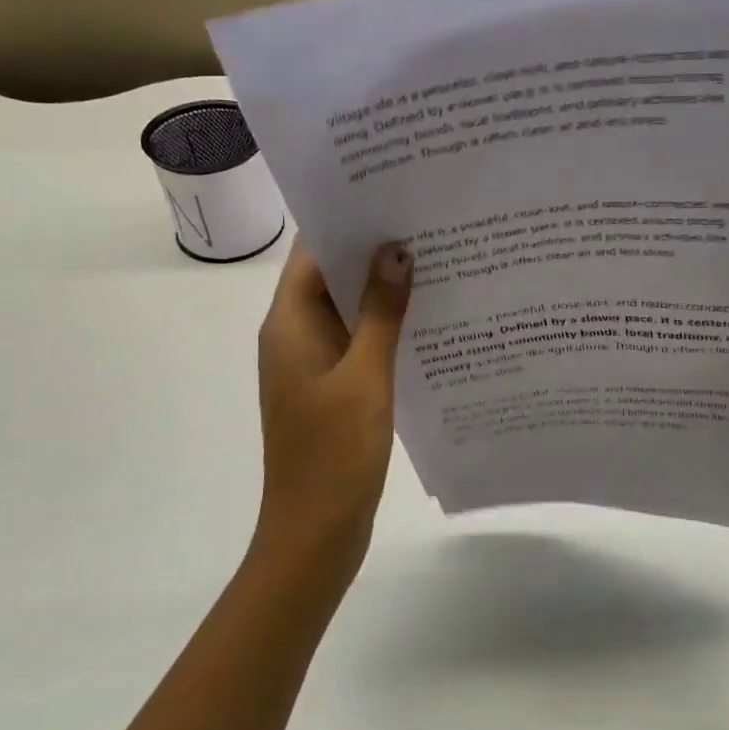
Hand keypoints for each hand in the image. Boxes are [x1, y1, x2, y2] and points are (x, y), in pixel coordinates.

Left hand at [254, 237, 412, 573]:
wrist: (314, 533)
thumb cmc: (333, 453)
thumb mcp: (365, 376)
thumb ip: (381, 312)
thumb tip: (396, 250)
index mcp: (289, 324)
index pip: (313, 253)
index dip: (348, 221)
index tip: (394, 195)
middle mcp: (296, 335)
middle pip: (332, 277)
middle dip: (375, 251)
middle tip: (430, 223)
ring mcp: (314, 364)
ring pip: (350, 310)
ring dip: (384, 289)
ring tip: (439, 260)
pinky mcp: (334, 388)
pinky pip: (360, 342)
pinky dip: (388, 326)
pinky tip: (430, 319)